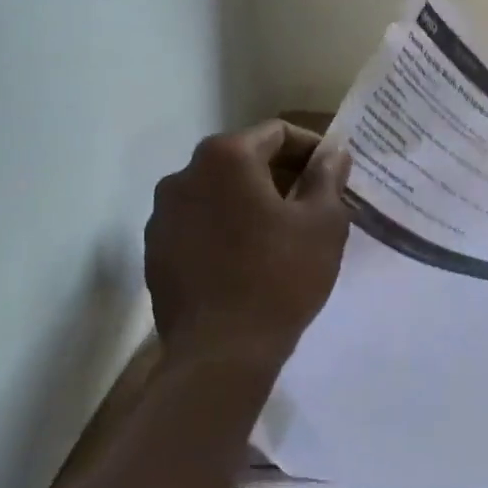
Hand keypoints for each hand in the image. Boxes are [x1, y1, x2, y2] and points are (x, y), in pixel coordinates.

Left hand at [145, 120, 351, 372]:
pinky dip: (225, 227)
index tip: (332, 174)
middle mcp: (184, 174)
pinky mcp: (155, 250)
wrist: (220, 355)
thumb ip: (328, 176)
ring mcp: (162, 214)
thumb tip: (333, 152)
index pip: (277, 133)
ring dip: (250, 200)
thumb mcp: (323, 222)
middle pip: (244, 158)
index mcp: (226, 157)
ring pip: (218, 192)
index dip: (311, 148)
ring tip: (281, 232)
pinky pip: (198, 223)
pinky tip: (247, 257)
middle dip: (281, 174)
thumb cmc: (281, 277)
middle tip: (313, 202)